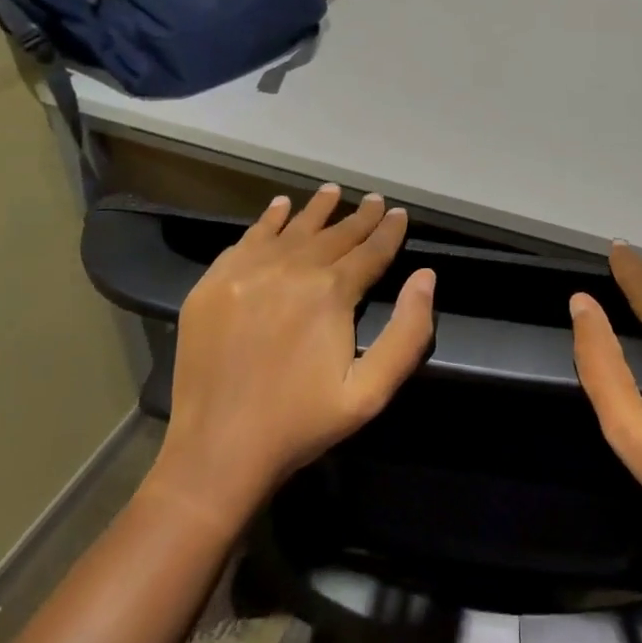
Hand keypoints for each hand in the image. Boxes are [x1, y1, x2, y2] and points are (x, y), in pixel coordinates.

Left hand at [146, 185, 435, 532]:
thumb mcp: (370, 391)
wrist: (216, 450)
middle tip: (375, 200)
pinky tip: (279, 207)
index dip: (389, 231)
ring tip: (333, 191)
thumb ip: (408, 333)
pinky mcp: (215, 283)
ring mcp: (248, 272)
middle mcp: (291, 269)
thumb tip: (426, 277)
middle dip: (360, 217)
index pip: (370, 251)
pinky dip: (268, 220)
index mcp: (331, 293)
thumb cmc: (301, 423)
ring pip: (293, 229)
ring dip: (317, 210)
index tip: (400, 213)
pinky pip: (249, 238)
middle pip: (334, 235)